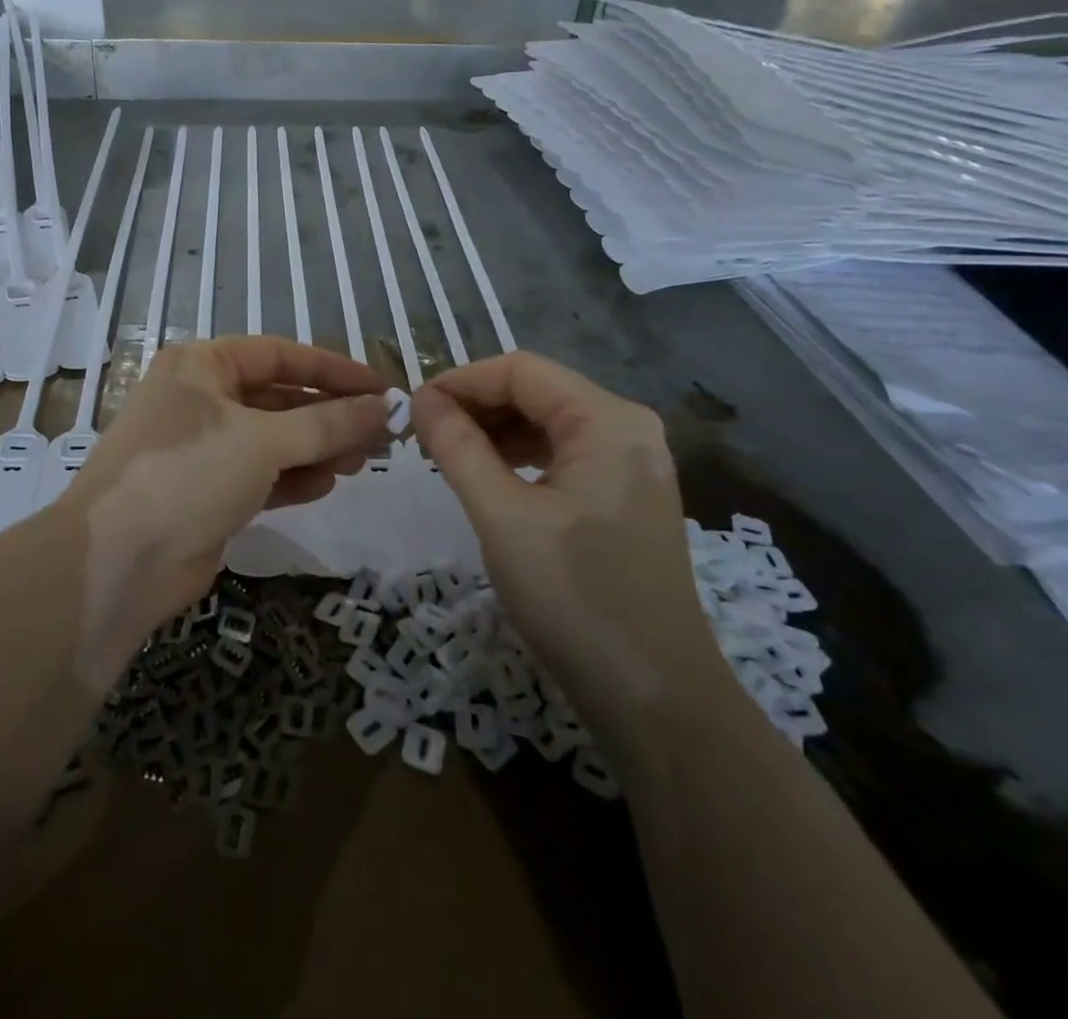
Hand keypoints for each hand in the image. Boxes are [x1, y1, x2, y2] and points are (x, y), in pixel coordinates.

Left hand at [63, 337, 387, 609]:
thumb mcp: (263, 441)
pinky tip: (326, 485)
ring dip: (318, 448)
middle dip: (330, 415)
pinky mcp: (207, 492)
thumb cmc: (188, 474)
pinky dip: (293, 477)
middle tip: (382, 434)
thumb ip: (328, 423)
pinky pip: (261, 474)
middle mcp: (200, 399)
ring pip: (274, 439)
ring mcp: (202, 448)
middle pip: (280, 398)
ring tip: (364, 461)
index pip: (280, 355)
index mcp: (202, 366)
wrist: (118, 561)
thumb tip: (386, 406)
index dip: (334, 370)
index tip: (382, 389)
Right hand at [412, 353, 723, 739]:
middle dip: (476, 404)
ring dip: (495, 430)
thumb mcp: (502, 517)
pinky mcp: (626, 495)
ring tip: (447, 455)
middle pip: (537, 391)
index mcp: (607, 420)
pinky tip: (489, 476)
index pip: (520, 370)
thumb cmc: (574, 598)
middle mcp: (627, 428)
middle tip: (424, 435)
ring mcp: (632, 463)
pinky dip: (520, 456)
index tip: (412, 409)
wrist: (655, 697)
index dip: (461, 381)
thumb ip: (458, 447)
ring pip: (549, 422)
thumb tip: (420, 400)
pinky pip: (564, 453)